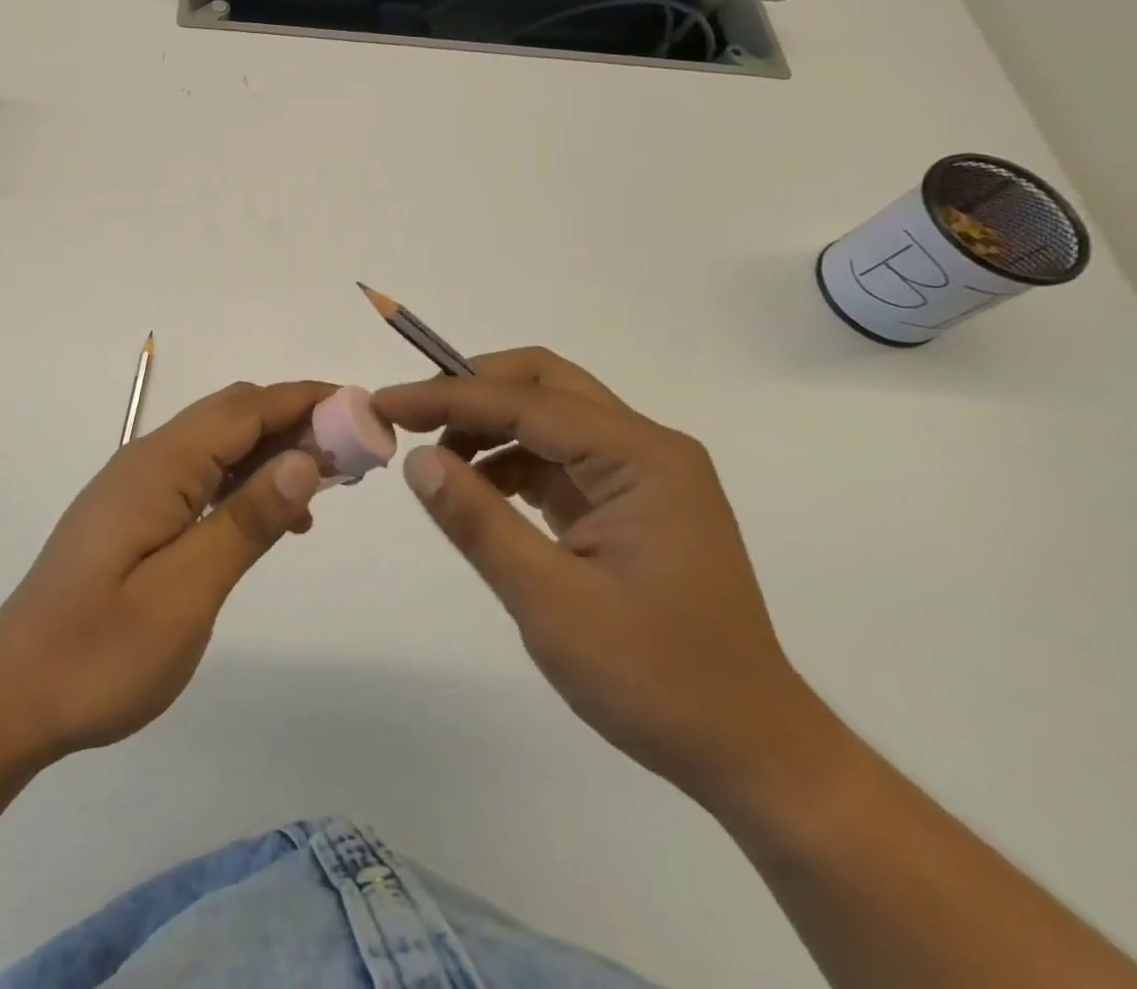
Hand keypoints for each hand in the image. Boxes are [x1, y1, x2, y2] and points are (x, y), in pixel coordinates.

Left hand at [0, 379, 333, 764]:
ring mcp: (137, 486)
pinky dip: (245, 480)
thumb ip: (246, 521)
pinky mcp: (135, 513)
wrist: (11, 695)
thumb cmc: (99, 652)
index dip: (308, 401)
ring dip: (274, 450)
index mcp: (160, 466)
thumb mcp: (185, 593)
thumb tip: (305, 459)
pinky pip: (201, 476)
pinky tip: (273, 518)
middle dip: (297, 421)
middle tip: (355, 455)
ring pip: (219, 444)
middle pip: (234, 416)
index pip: (246, 408)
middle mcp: (147, 459)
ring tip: (328, 484)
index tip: (365, 412)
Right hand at [374, 349, 838, 810]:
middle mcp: (647, 448)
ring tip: (436, 462)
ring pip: (549, 416)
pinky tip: (477, 491)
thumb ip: (479, 522)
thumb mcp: (551, 602)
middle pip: (544, 384)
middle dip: (471, 390)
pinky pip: (558, 457)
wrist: (752, 752)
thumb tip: (417, 460)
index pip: (526, 403)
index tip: (384, 404)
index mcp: (642, 458)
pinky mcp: (630, 502)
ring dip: (488, 424)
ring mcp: (643, 474)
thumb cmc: (657, 679)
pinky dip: (509, 460)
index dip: (447, 397)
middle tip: (411, 417)